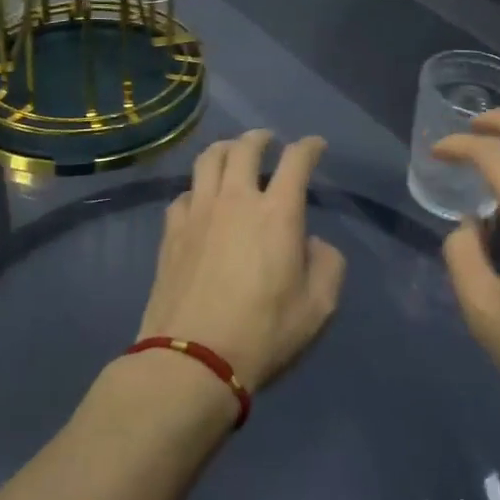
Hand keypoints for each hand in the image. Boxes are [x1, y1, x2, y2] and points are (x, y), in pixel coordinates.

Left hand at [138, 131, 346, 392]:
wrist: (192, 360)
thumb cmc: (263, 334)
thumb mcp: (318, 308)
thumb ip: (327, 266)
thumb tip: (314, 243)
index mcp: (277, 213)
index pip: (296, 161)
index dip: (309, 147)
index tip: (315, 145)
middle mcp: (236, 199)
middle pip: (245, 148)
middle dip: (260, 138)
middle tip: (268, 141)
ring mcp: (199, 212)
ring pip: (208, 159)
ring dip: (225, 149)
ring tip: (232, 154)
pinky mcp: (172, 231)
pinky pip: (184, 194)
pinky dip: (197, 188)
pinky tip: (201, 201)